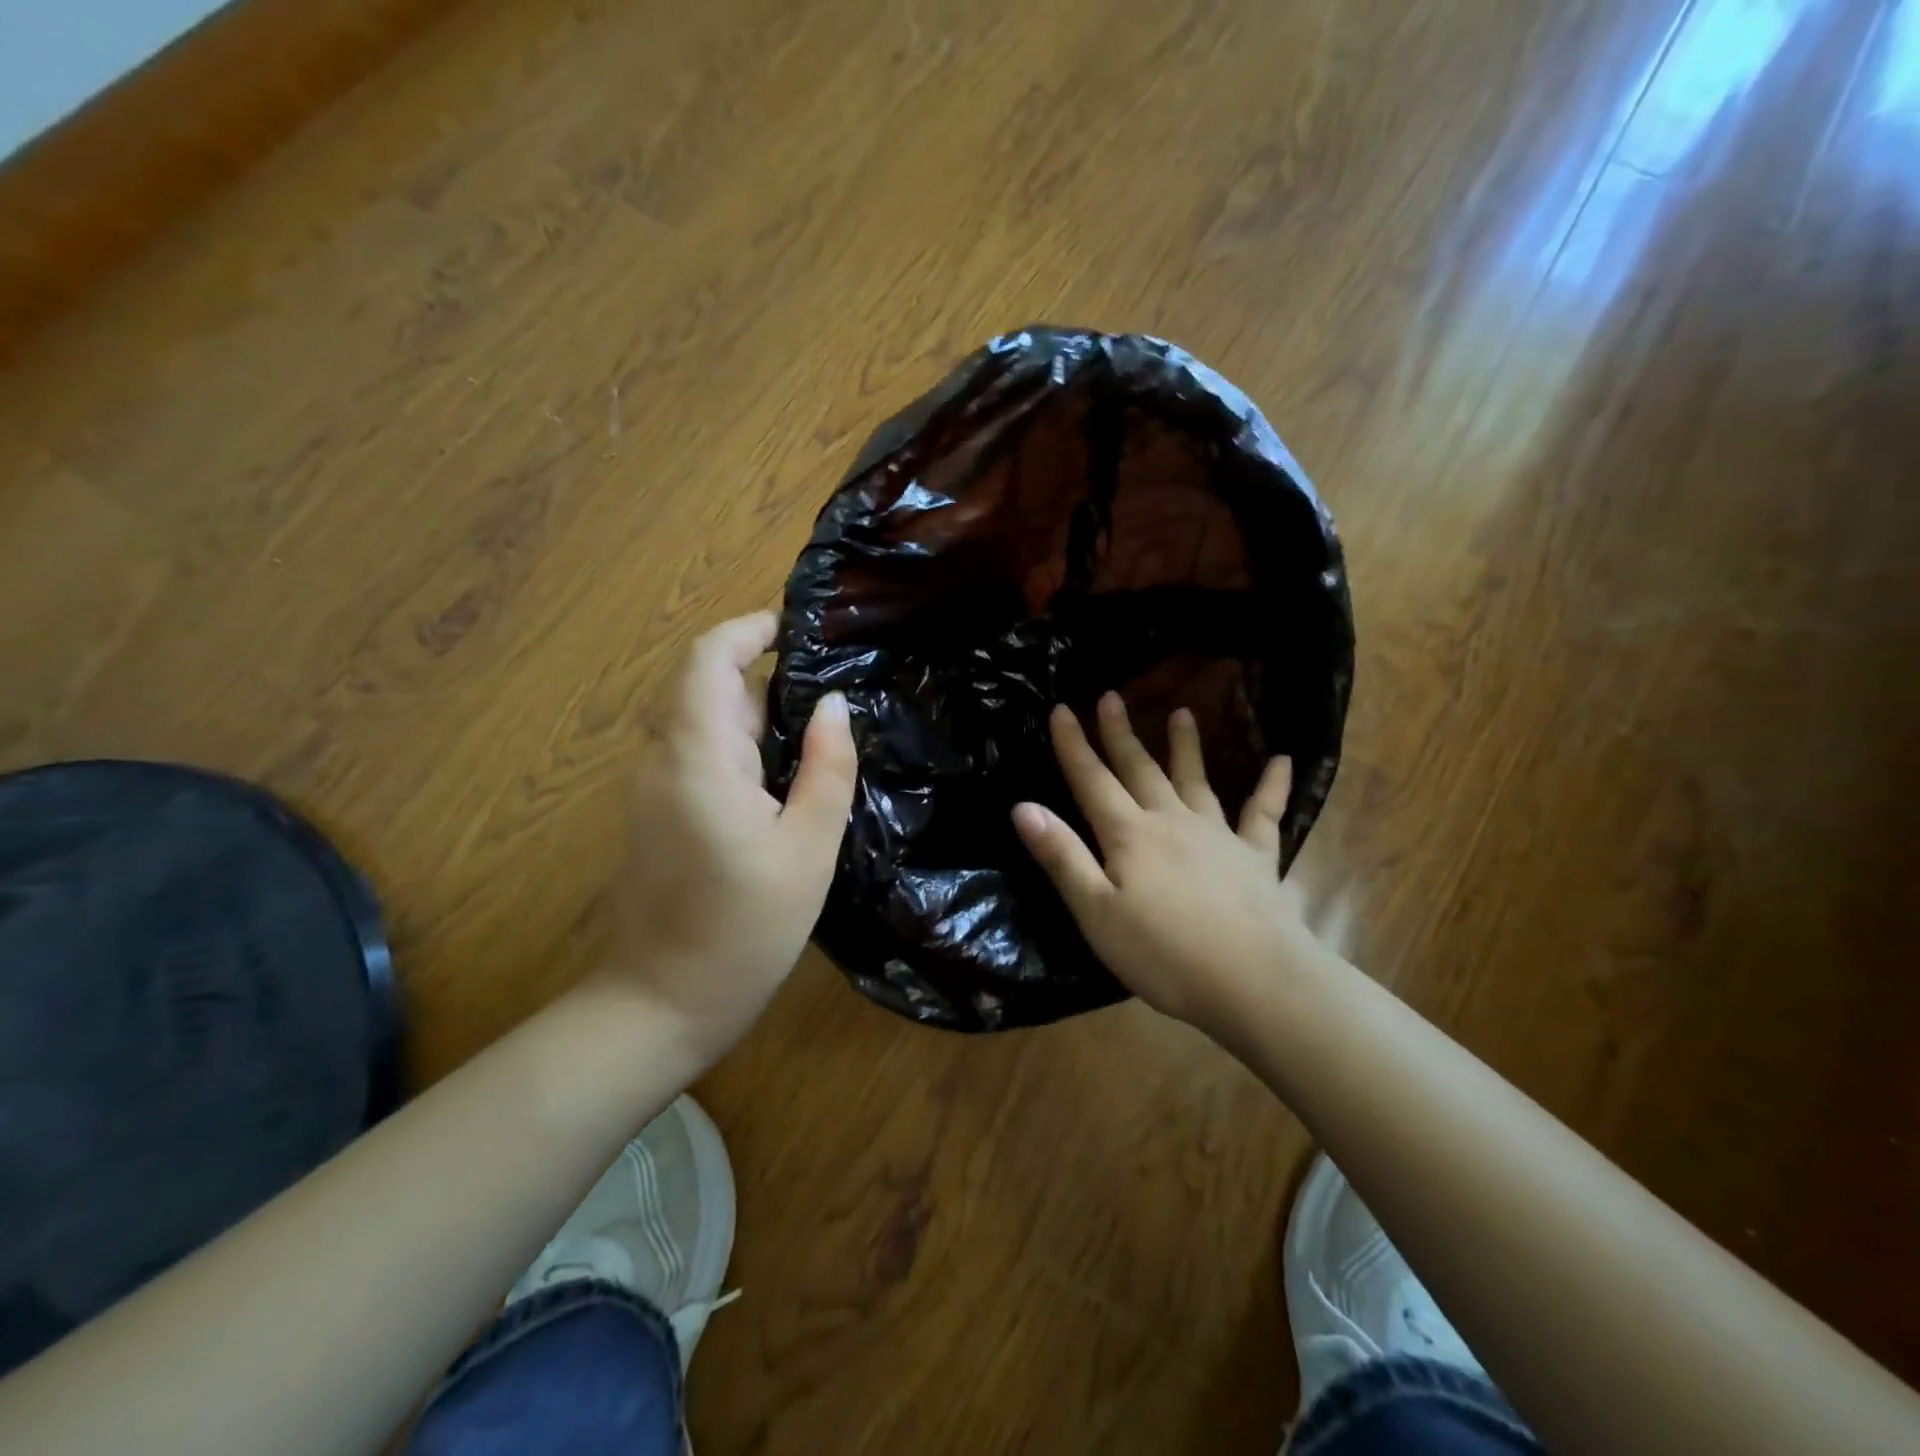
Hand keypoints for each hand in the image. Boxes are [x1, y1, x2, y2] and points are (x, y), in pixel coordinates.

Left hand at [613, 612, 856, 1060]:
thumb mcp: (807, 849)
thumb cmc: (744, 931)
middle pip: (706, 687)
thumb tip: (832, 704)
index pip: (708, 659)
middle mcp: (662, 760)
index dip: (748, 630)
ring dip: (753, 713)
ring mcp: (651, 789)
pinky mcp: (656, 815)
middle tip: (832, 692)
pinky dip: (737, 745)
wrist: (660, 1006)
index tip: (799, 629)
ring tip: (818, 730)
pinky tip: (782, 775)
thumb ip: (825, 768)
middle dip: (764, 675)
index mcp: (696, 758)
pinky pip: (696, 755)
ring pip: (701, 722)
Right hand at [1012, 693, 1319, 1034]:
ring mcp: (1219, 835)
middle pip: (1140, 769)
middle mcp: (1172, 821)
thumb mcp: (1096, 912)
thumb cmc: (1163, 954)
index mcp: (1129, 835)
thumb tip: (1023, 806)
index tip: (1061, 708)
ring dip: (1186, 747)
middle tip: (1112, 696)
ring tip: (1183, 712)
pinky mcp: (1257, 857)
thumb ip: (1061, 856)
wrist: (1254, 981)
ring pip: (1196, 780)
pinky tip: (1284, 761)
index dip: (1073, 745)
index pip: (1092, 780)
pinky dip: (1273, 786)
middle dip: (1121, 733)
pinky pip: (1264, 814)